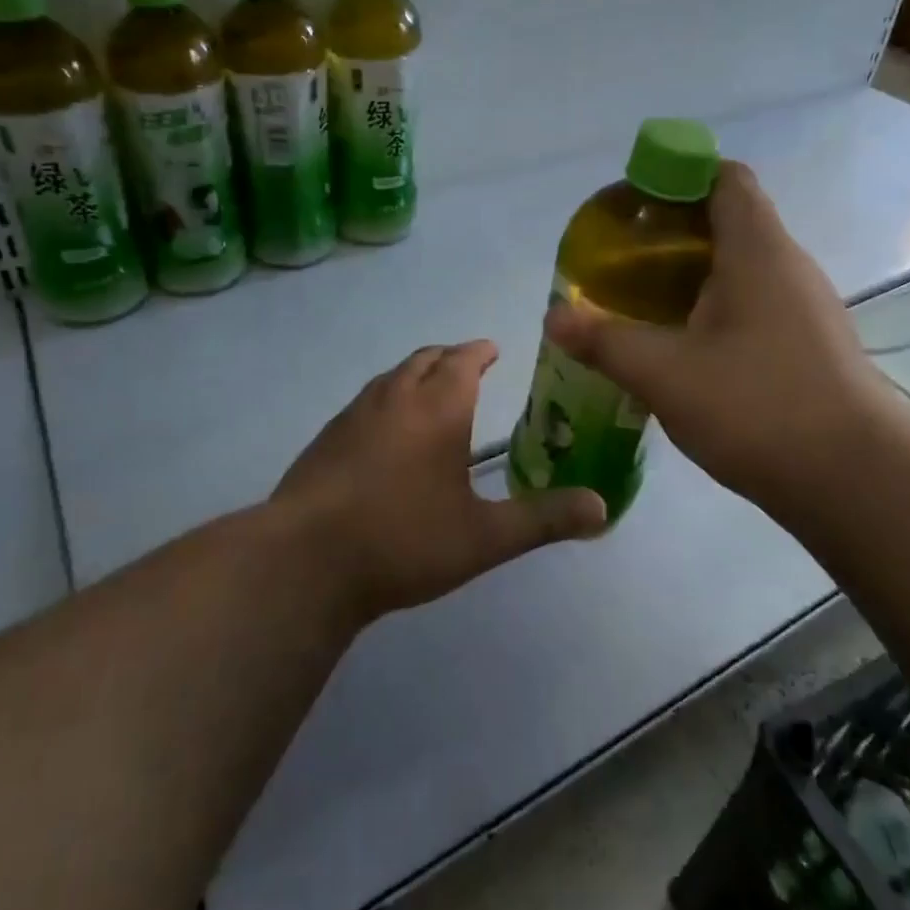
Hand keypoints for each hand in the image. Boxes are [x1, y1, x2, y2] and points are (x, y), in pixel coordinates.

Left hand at [267, 340, 607, 622]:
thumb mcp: (484, 537)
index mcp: (437, 407)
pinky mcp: (326, 437)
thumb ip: (544, 519)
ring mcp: (354, 414)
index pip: (463, 359)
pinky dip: (387, 398)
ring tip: (430, 392)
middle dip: (449, 357)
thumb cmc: (404, 540)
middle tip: (467, 367)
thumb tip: (602, 509)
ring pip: (391, 376)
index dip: (479, 351)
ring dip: (415, 373)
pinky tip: (386, 432)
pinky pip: (366, 400)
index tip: (492, 349)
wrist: (307, 560)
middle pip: (425, 358)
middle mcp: (395, 397)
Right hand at [544, 161, 904, 515]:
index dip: (676, 176)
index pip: (723, 178)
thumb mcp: (666, 373)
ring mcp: (802, 307)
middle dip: (669, 231)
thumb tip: (553, 317)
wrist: (857, 480)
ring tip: (639, 302)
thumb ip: (605, 341)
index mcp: (757, 250)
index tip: (631, 206)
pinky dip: (710, 309)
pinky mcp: (806, 344)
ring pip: (738, 267)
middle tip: (620, 260)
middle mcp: (786, 266)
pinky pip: (751, 304)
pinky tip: (680, 346)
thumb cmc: (759, 406)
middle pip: (726, 220)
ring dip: (689, 275)